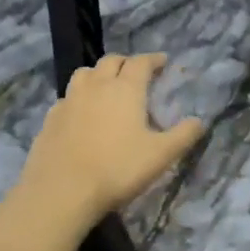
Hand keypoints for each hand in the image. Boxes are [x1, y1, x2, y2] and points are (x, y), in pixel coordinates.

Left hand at [16, 53, 205, 222]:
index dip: (153, 59)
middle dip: (126, 62)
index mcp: (126, 89)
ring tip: (106, 87)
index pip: (141, 62)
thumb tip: (199, 121)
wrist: (62, 190)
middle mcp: (97, 86)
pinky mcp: (50, 118)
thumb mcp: (161, 155)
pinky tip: (81, 113)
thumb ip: (183, 136)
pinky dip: (78, 97)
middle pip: (111, 61)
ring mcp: (69, 100)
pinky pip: (67, 97)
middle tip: (136, 73)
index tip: (162, 61)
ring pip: (84, 74)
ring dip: (98, 74)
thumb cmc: (118, 169)